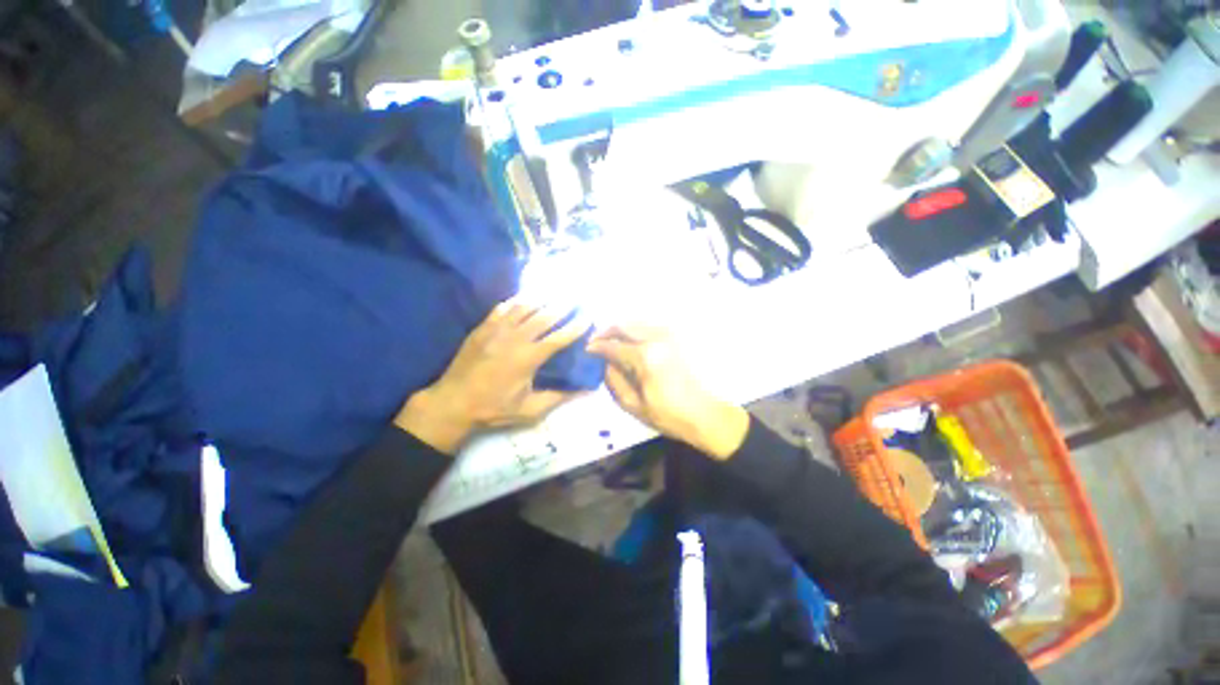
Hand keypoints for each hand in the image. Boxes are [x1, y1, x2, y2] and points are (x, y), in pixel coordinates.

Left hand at [395, 298, 589, 453]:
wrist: (452, 404)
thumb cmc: (494, 409)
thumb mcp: (529, 411)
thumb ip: (558, 397)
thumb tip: (584, 388)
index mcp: (528, 358)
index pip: (559, 338)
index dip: (576, 327)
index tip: (589, 317)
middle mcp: (515, 338)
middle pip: (544, 316)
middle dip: (563, 306)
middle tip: (576, 297)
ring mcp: (496, 330)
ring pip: (524, 307)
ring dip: (542, 298)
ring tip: (556, 291)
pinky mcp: (482, 328)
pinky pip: (502, 308)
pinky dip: (516, 300)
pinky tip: (525, 296)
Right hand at [587, 325, 748, 459]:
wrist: (704, 414)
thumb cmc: (668, 414)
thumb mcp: (633, 405)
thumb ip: (614, 380)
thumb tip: (604, 362)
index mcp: (645, 357)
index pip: (612, 345)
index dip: (596, 346)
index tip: (586, 350)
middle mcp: (656, 338)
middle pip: (623, 324)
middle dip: (606, 331)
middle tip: (596, 341)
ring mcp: (669, 335)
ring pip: (636, 322)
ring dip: (620, 329)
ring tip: (612, 342)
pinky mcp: (677, 337)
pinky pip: (650, 326)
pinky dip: (636, 330)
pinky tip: (631, 342)